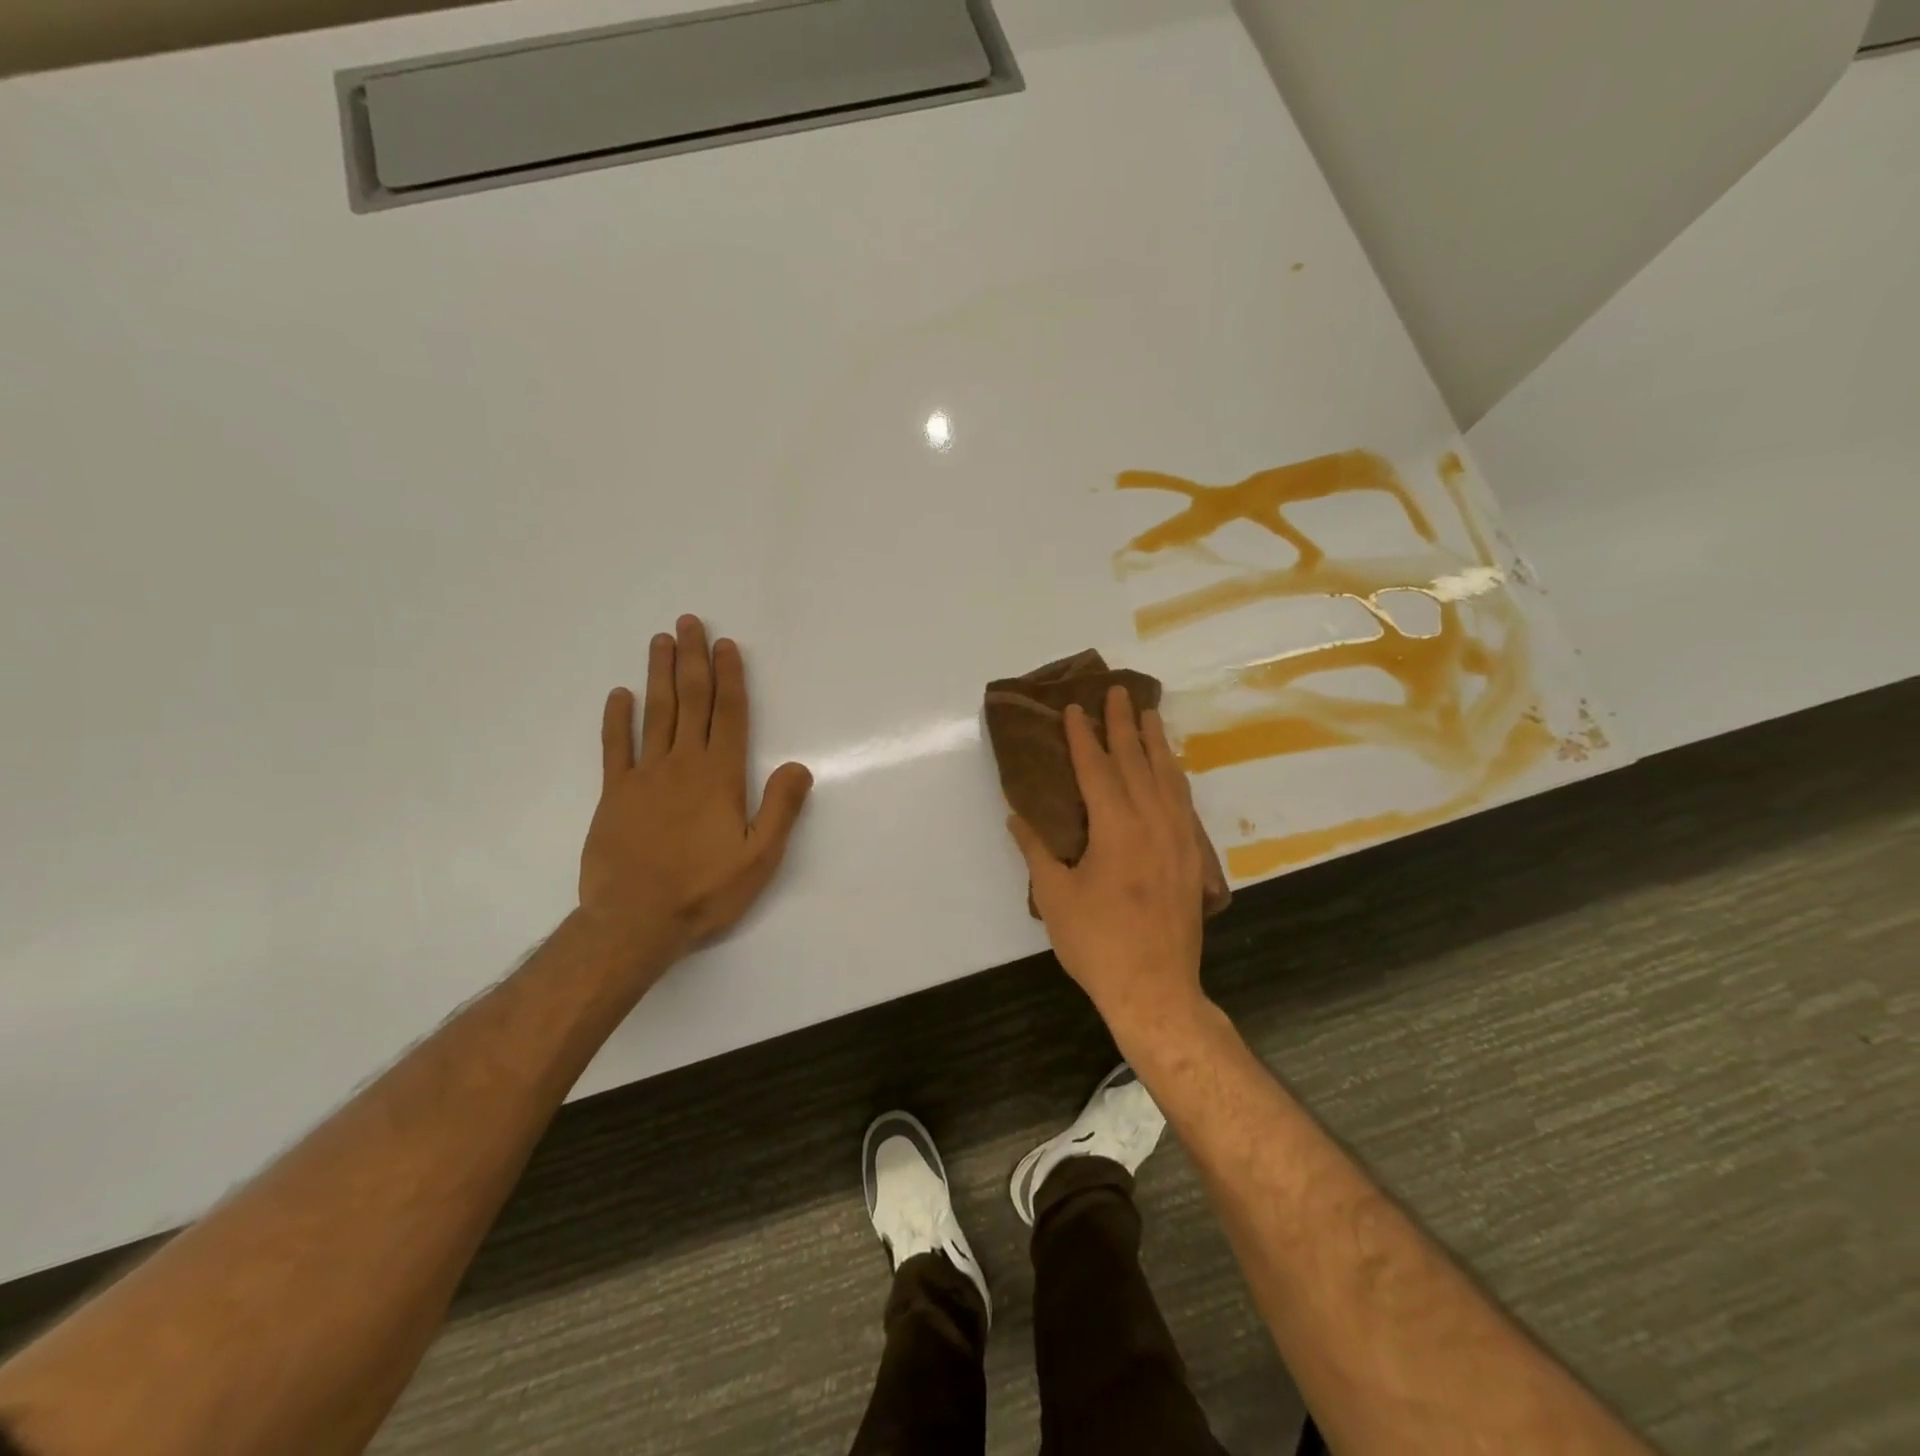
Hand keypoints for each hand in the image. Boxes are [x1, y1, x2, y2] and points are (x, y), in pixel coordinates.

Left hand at [579, 616, 812, 969]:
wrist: (634, 922)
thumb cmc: (704, 890)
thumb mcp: (760, 857)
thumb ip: (781, 808)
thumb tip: (800, 766)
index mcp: (720, 777)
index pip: (728, 715)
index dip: (729, 678)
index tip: (726, 646)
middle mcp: (682, 765)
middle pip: (690, 702)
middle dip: (692, 660)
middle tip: (689, 623)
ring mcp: (644, 777)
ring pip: (655, 714)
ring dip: (658, 675)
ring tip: (660, 641)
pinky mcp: (615, 795)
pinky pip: (615, 748)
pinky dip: (617, 719)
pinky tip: (619, 695)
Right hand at [1007, 687, 1208, 1038]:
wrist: (1156, 990)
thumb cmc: (1097, 944)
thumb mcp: (1055, 897)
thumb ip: (1036, 850)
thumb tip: (1016, 815)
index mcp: (1116, 828)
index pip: (1097, 769)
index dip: (1084, 736)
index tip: (1075, 707)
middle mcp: (1152, 823)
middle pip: (1137, 762)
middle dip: (1124, 724)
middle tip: (1118, 691)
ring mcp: (1179, 839)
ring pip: (1168, 778)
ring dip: (1156, 744)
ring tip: (1150, 715)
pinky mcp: (1192, 858)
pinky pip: (1184, 802)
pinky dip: (1175, 777)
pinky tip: (1172, 771)